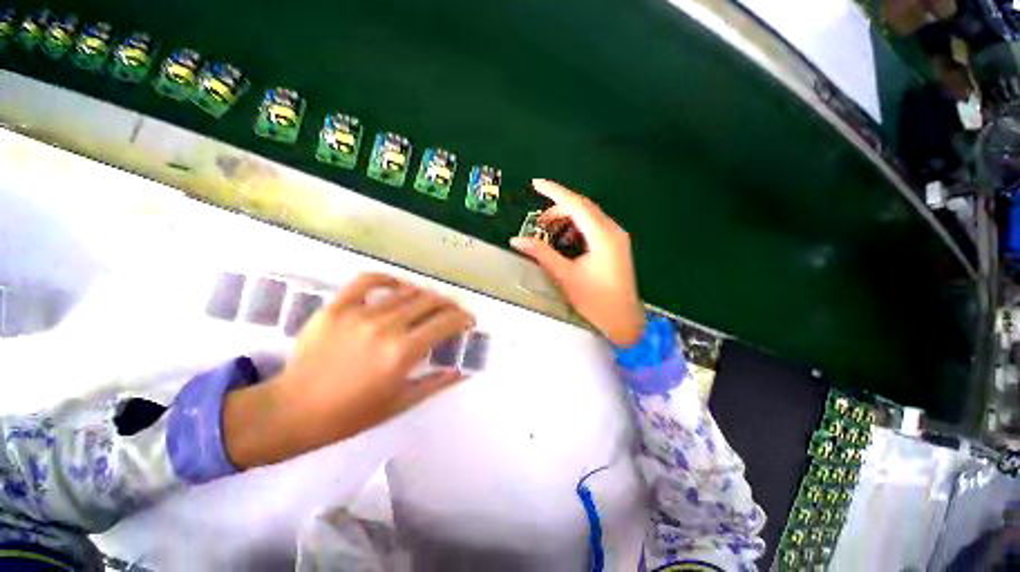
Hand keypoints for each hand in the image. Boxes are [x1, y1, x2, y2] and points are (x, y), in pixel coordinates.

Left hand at [225, 273, 473, 468]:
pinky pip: (367, 280)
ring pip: (406, 291)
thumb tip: (462, 369)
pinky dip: (387, 279)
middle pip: (431, 302)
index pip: (446, 322)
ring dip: (425, 296)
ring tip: (428, 305)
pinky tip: (396, 286)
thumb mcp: (400, 403)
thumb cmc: (350, 414)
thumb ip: (436, 383)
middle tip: (452, 314)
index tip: (468, 322)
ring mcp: (360, 313)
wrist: (292, 411)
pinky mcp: (337, 307)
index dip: (463, 318)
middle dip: (449, 306)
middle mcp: (386, 327)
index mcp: (402, 352)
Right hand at [511, 179, 645, 346]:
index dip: (554, 191)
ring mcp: (617, 237)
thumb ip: (541, 253)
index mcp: (602, 235)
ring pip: (589, 217)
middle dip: (559, 209)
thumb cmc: (595, 299)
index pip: (576, 204)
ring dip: (568, 220)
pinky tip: (567, 242)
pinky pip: (594, 228)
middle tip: (538, 222)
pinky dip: (577, 229)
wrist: (622, 321)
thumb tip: (516, 240)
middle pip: (583, 207)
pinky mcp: (616, 246)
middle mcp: (613, 230)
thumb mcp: (565, 275)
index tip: (536, 184)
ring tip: (550, 233)